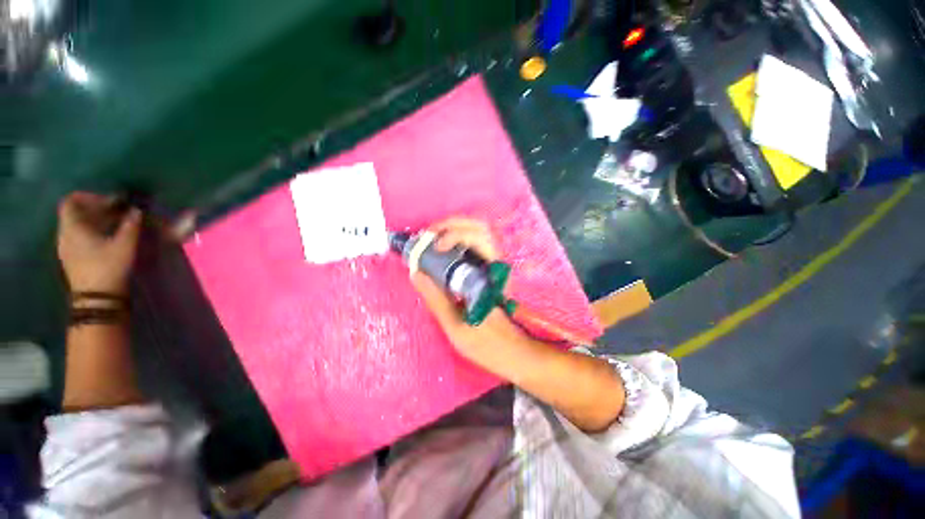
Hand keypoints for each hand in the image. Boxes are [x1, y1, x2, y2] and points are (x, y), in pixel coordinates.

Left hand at [57, 192, 141, 294]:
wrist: (97, 299)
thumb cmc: (108, 267)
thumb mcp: (124, 245)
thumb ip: (130, 225)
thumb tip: (136, 210)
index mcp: (72, 227)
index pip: (71, 201)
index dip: (89, 197)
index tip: (109, 202)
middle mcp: (64, 234)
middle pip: (75, 213)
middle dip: (96, 209)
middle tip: (117, 213)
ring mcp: (66, 248)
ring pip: (77, 226)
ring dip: (95, 222)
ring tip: (115, 226)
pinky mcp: (72, 258)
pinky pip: (78, 237)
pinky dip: (92, 233)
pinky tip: (107, 240)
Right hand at [410, 218, 527, 363]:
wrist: (516, 354)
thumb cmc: (488, 344)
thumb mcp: (456, 326)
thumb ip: (435, 299)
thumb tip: (417, 273)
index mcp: (491, 275)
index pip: (477, 237)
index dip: (452, 233)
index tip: (433, 245)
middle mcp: (497, 264)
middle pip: (479, 227)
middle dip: (451, 224)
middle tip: (428, 235)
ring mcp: (496, 267)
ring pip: (479, 234)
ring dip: (455, 230)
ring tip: (433, 241)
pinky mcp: (492, 273)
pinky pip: (476, 248)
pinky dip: (458, 242)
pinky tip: (444, 253)